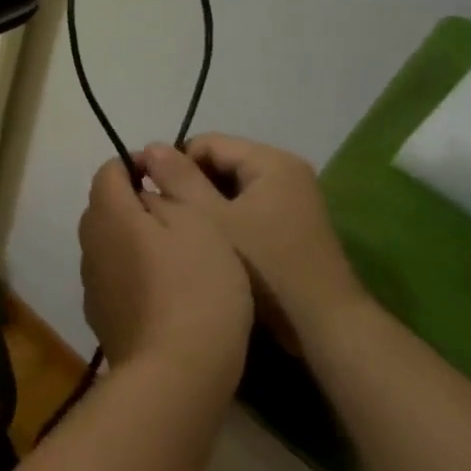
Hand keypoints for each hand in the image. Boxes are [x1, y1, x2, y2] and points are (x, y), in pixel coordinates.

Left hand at [77, 158, 252, 390]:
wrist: (176, 373)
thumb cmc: (196, 287)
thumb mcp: (198, 224)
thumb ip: (168, 194)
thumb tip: (145, 188)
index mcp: (108, 212)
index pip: (110, 170)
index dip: (137, 165)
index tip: (170, 178)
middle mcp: (89, 242)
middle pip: (105, 207)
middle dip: (136, 203)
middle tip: (181, 218)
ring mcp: (90, 282)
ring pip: (109, 244)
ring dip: (134, 241)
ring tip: (177, 258)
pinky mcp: (100, 316)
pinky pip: (114, 278)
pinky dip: (133, 274)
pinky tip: (165, 295)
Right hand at [138, 136, 362, 342]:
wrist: (324, 327)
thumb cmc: (265, 268)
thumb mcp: (211, 219)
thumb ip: (178, 179)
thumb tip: (151, 146)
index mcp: (271, 162)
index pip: (205, 143)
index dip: (171, 164)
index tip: (146, 193)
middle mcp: (286, 172)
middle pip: (219, 164)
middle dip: (188, 186)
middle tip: (162, 216)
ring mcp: (293, 200)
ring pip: (231, 189)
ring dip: (204, 205)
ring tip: (181, 232)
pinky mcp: (292, 226)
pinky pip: (247, 209)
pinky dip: (224, 220)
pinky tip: (208, 245)